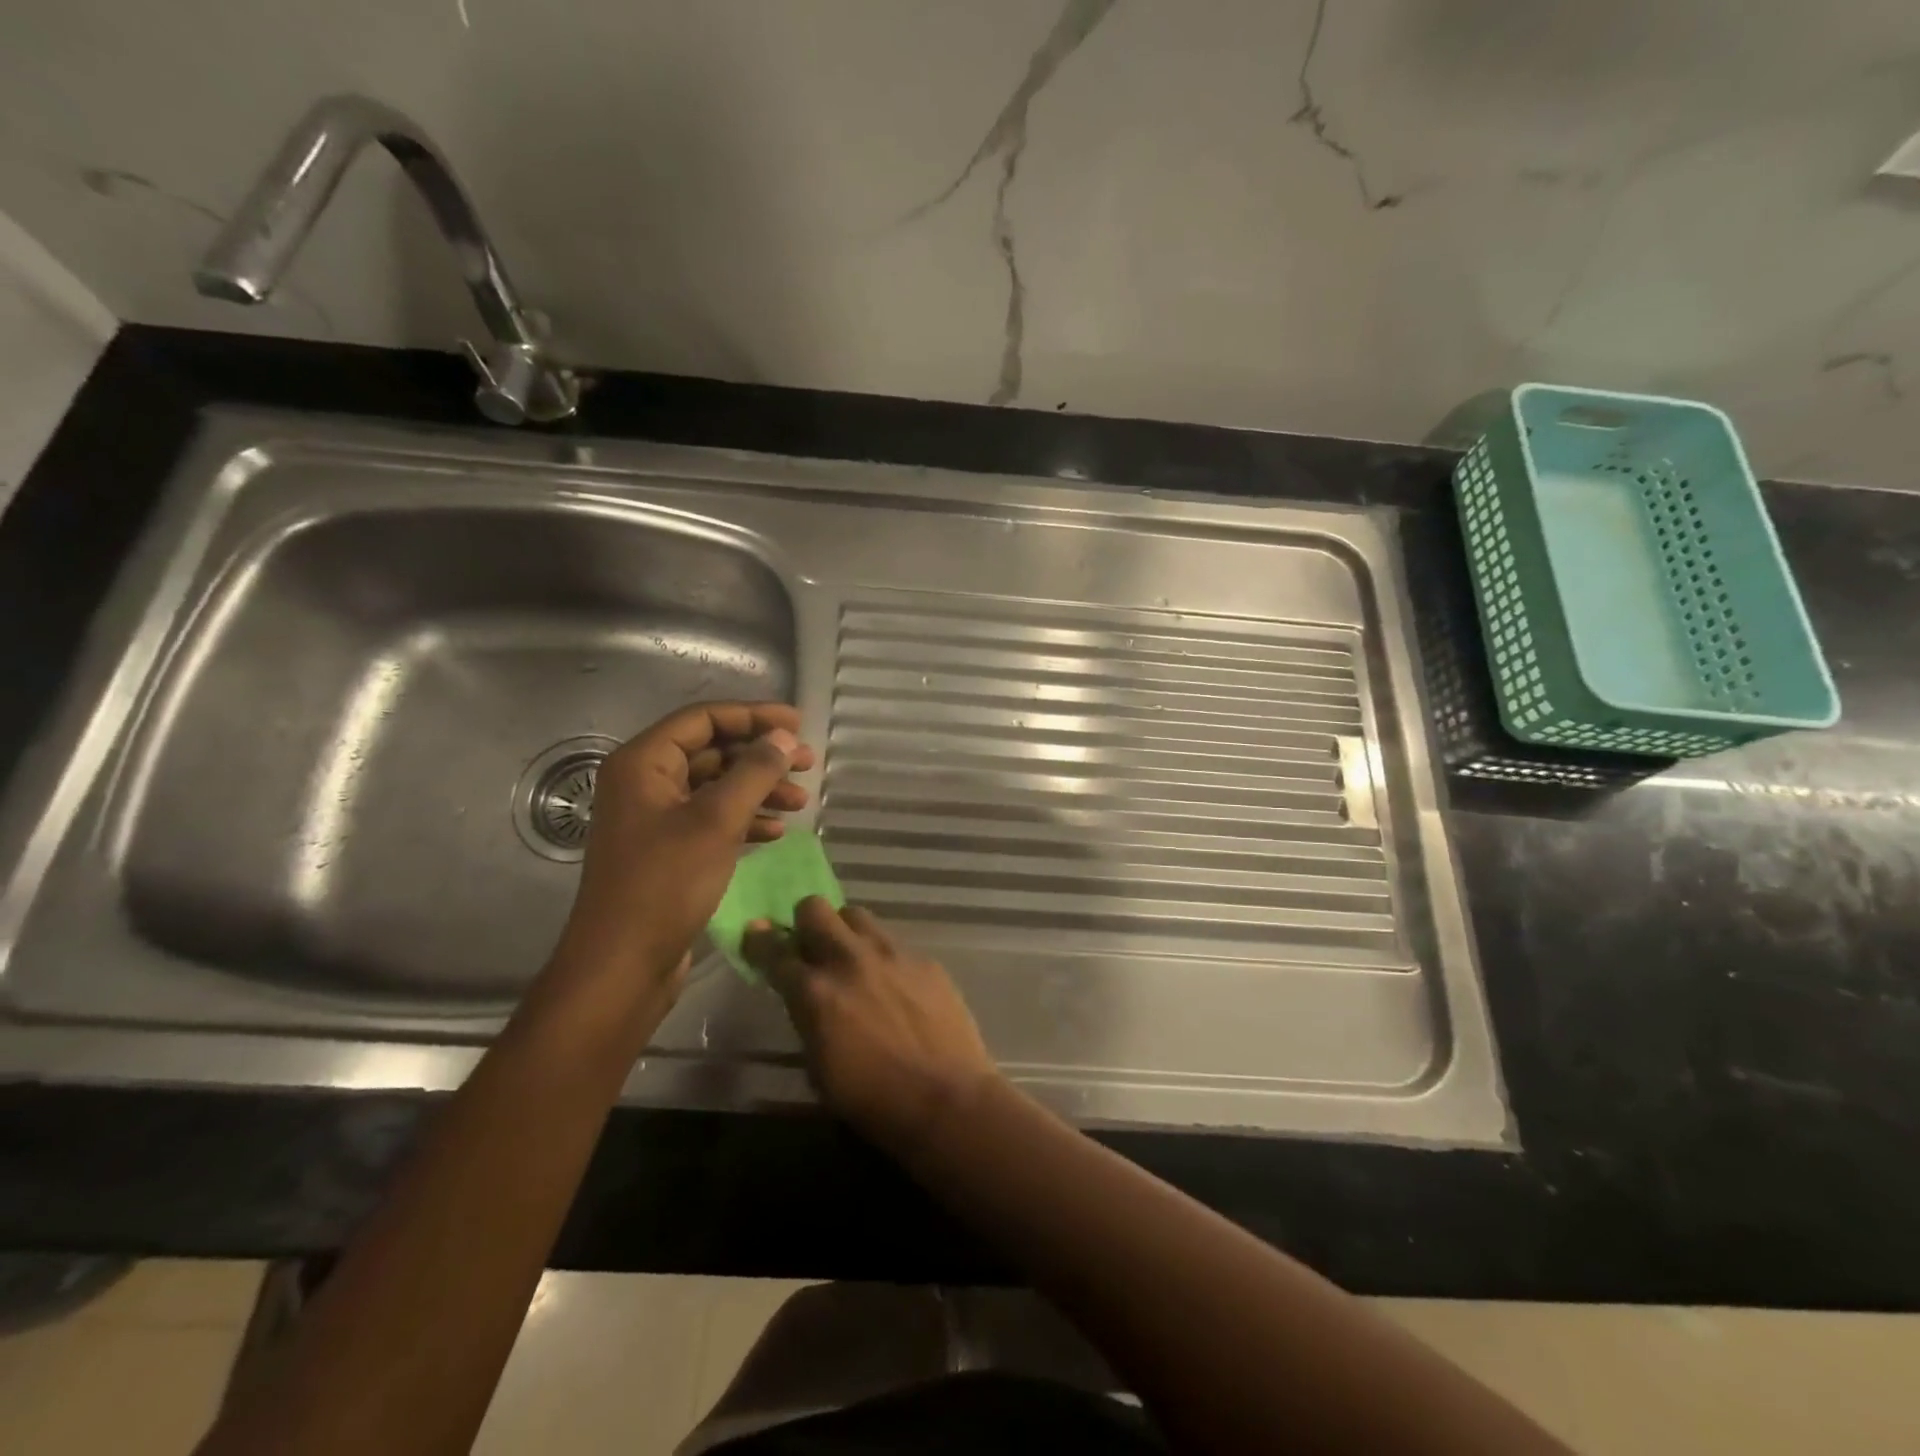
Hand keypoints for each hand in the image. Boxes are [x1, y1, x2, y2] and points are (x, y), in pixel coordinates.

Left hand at [549, 702, 814, 997]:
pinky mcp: (668, 851)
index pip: (704, 719)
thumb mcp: (717, 821)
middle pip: (712, 751)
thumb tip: (785, 738)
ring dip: (759, 790)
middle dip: (761, 756)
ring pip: (716, 787)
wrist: (623, 965)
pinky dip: (745, 820)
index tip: (799, 725)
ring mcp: (656, 819)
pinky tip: (776, 831)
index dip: (754, 716)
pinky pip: (712, 819)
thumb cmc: (665, 884)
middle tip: (808, 764)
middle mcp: (645, 783)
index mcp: (643, 763)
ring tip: (801, 802)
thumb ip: (754, 772)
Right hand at [744, 900, 999, 1150]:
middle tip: (810, 943)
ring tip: (853, 956)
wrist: (945, 1099)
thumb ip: (807, 1020)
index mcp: (815, 992)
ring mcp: (891, 954)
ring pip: (856, 915)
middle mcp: (849, 960)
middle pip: (815, 909)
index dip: (760, 941)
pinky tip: (894, 984)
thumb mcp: (819, 1068)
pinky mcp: (923, 959)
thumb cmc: (872, 1101)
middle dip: (805, 921)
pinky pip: (894, 942)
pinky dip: (883, 956)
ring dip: (845, 931)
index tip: (755, 933)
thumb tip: (804, 999)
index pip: (774, 952)